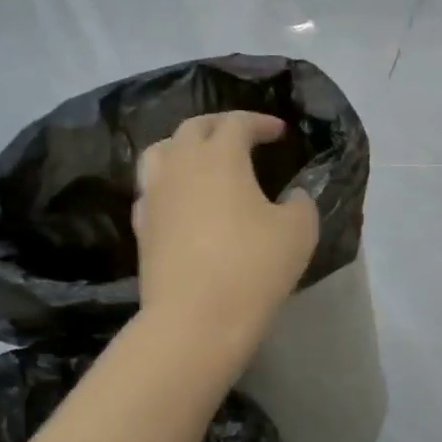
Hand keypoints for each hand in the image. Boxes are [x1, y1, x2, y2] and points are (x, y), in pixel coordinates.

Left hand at [134, 113, 317, 353]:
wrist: (196, 319)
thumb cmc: (254, 267)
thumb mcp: (298, 231)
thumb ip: (300, 204)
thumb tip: (293, 197)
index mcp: (219, 157)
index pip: (237, 123)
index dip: (260, 123)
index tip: (279, 132)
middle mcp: (180, 165)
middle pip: (193, 128)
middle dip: (220, 126)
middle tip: (242, 137)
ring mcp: (154, 196)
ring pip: (161, 152)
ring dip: (184, 147)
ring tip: (203, 160)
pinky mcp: (141, 227)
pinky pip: (151, 189)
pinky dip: (169, 183)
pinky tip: (183, 200)